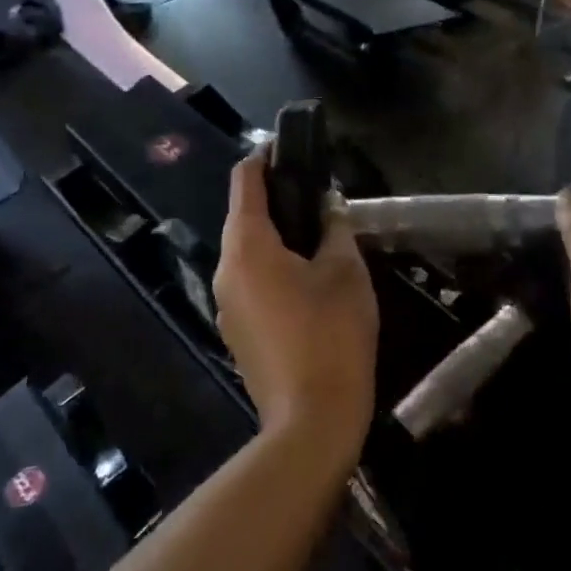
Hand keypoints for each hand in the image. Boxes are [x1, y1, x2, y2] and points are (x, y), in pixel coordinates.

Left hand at [213, 152, 378, 461]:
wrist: (311, 422)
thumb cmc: (331, 334)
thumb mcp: (344, 271)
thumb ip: (334, 228)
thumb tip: (327, 206)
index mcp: (246, 246)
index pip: (244, 181)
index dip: (264, 157)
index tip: (289, 147)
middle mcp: (226, 269)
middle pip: (243, 217)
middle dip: (276, 199)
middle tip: (316, 193)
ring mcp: (226, 304)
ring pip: (247, 252)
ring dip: (276, 235)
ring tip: (317, 233)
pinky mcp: (237, 331)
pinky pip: (251, 281)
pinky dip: (273, 267)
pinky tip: (307, 277)